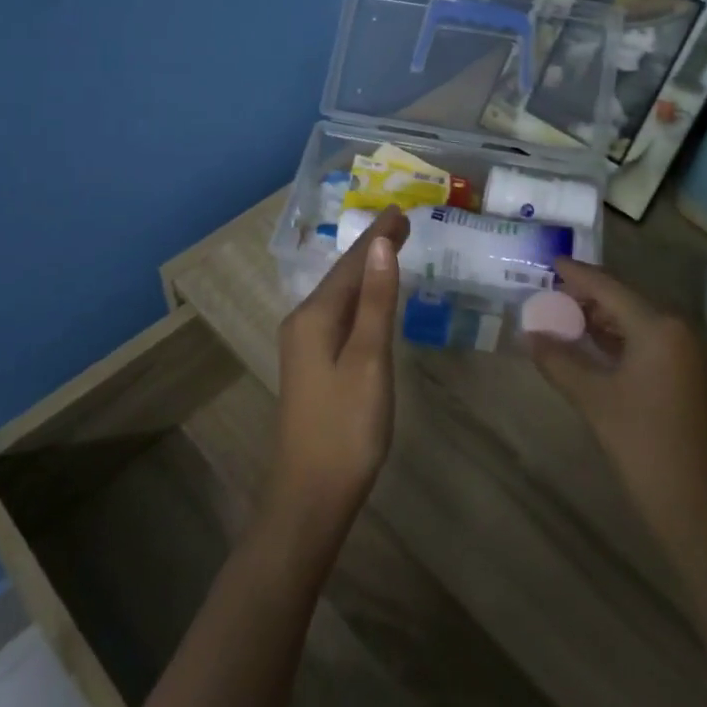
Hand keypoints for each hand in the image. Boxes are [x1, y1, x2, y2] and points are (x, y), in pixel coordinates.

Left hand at [263, 206, 408, 555]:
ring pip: (340, 295)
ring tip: (392, 248)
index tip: (402, 210)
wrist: (310, 496)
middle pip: (343, 275)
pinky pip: (339, 316)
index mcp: (314, 316)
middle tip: (404, 223)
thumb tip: (380, 245)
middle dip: (372, 248)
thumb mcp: (368, 359)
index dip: (378, 235)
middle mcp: (303, 322)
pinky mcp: (313, 366)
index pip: (352, 263)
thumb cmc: (346, 427)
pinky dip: (360, 298)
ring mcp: (305, 346)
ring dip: (366, 271)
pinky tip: (371, 300)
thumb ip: (375, 301)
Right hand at [527, 259, 706, 563]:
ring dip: (599, 319)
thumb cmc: (643, 445)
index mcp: (658, 326)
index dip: (576, 274)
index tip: (549, 261)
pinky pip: (645, 341)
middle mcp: (676, 329)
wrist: (698, 507)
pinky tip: (589, 345)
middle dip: (585, 297)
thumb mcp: (593, 399)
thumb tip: (528, 334)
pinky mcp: (685, 374)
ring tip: (560, 318)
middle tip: (547, 296)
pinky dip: (616, 339)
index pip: (608, 287)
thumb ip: (558, 360)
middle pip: (623, 300)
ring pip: (634, 321)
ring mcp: (685, 352)